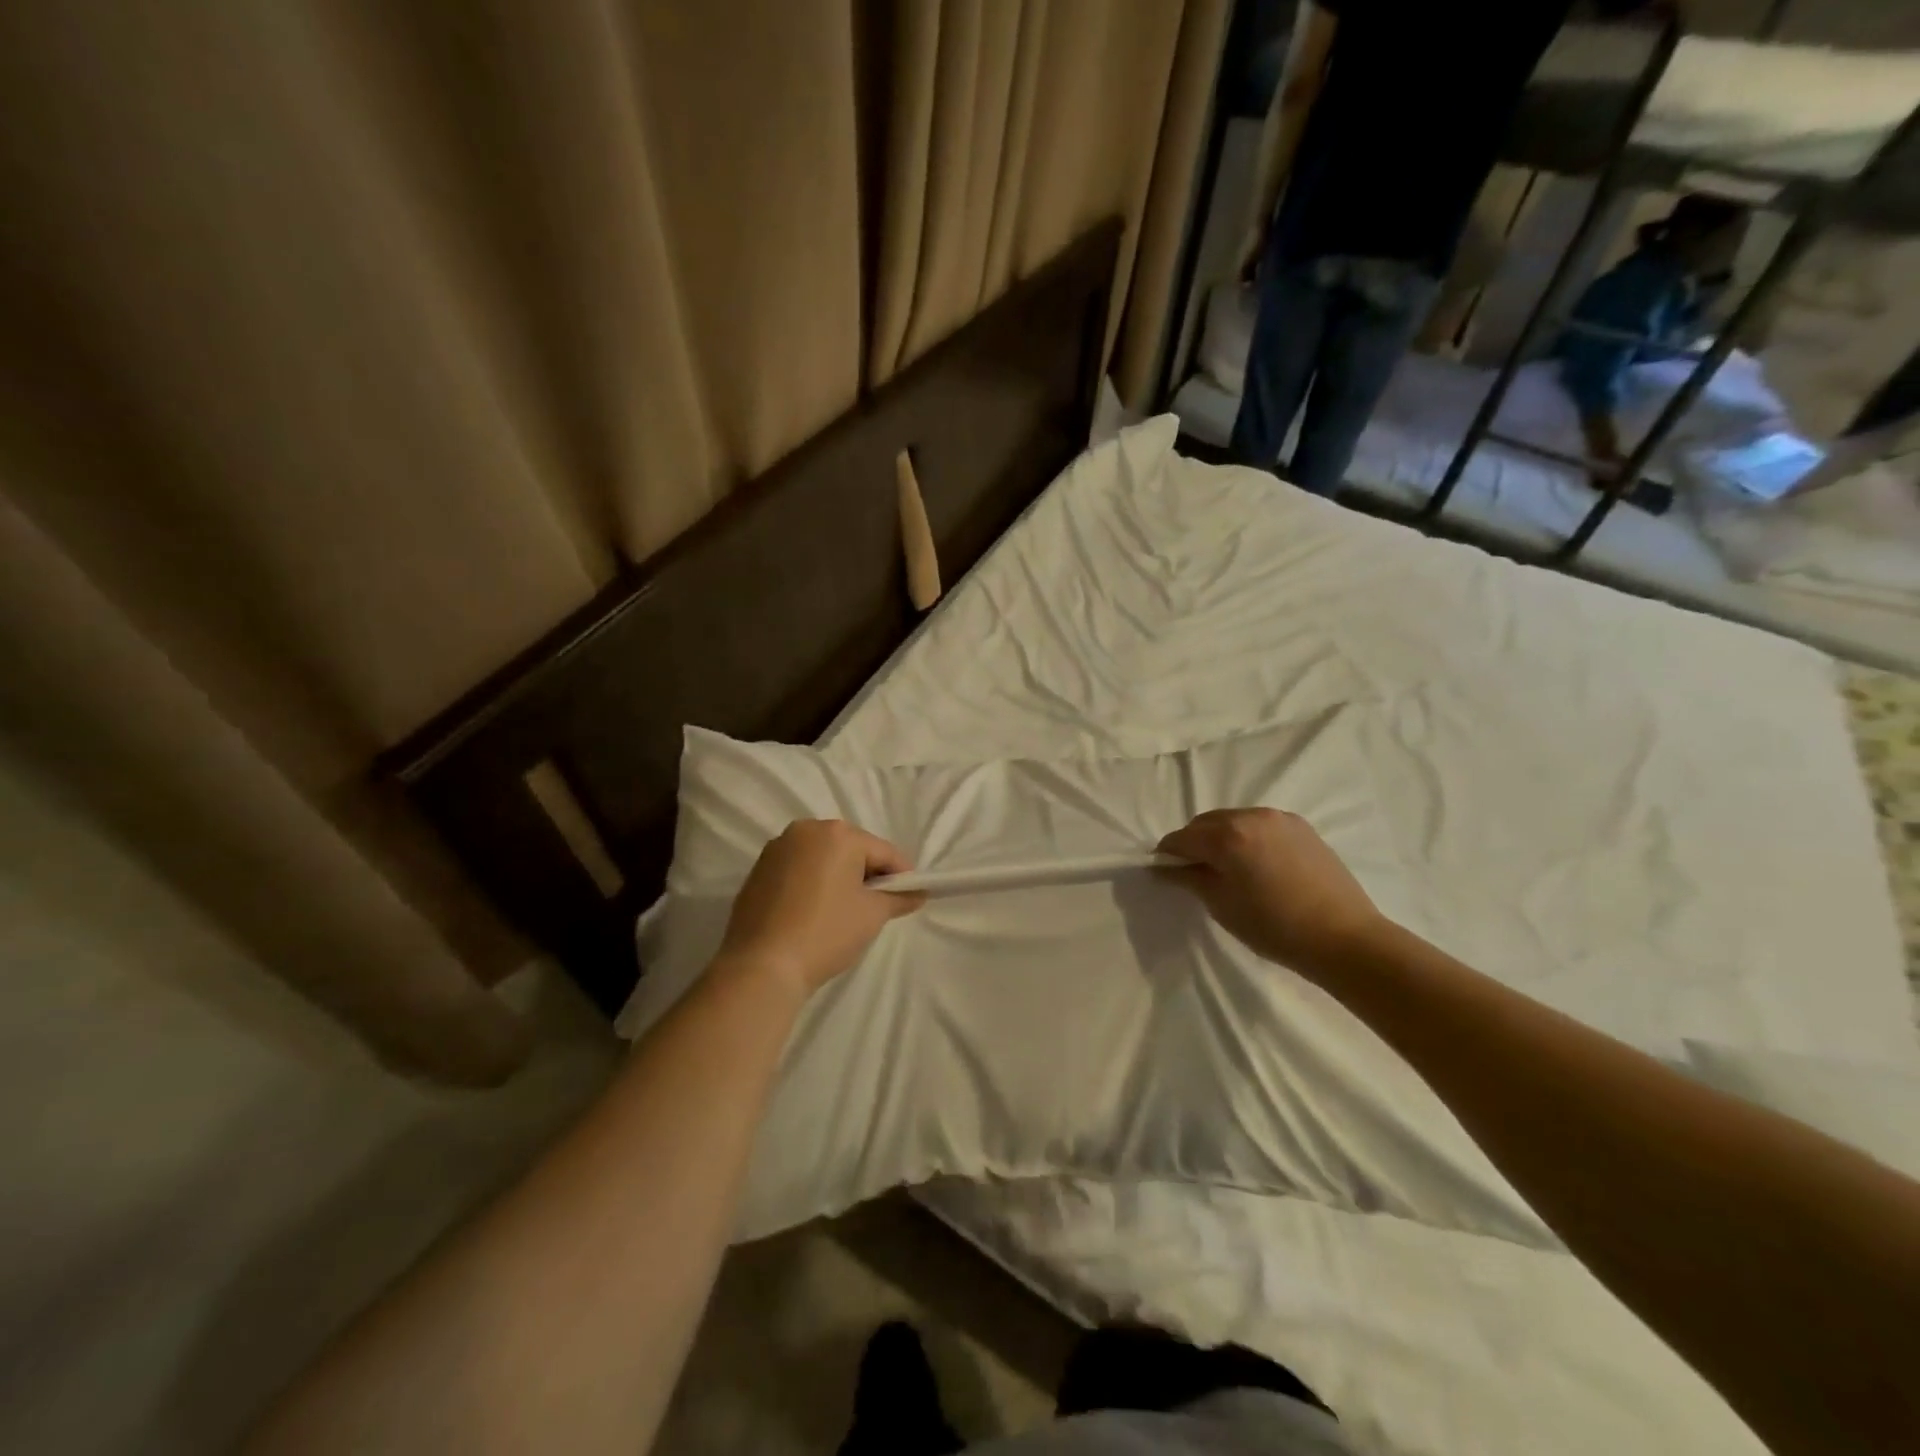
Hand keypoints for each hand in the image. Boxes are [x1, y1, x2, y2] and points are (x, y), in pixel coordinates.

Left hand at [716, 820, 924, 994]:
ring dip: (838, 877)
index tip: (910, 897)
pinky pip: (798, 869)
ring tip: (844, 910)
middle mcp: (806, 830)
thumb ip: (898, 898)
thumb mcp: (872, 915)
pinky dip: (812, 883)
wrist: (762, 965)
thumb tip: (918, 893)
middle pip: (851, 849)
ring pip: (823, 858)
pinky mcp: (758, 869)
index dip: (902, 875)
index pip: (883, 852)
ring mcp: (778, 848)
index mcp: (838, 834)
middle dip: (867, 873)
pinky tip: (814, 911)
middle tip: (877, 906)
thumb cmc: (826, 933)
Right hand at [1158, 808, 1386, 976]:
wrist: (1344, 937)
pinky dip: (1248, 838)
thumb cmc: (1274, 927)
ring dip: (1222, 838)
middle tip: (1195, 873)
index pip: (1181, 838)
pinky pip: (1260, 825)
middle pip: (1206, 823)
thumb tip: (1164, 867)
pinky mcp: (1302, 827)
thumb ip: (1189, 878)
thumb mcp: (1221, 905)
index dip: (1167, 855)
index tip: (1164, 872)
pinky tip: (1257, 865)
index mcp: (1227, 835)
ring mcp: (1279, 818)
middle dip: (1194, 843)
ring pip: (1234, 821)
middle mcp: (1251, 816)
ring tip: (1229, 869)